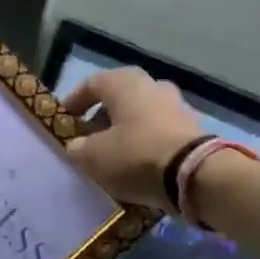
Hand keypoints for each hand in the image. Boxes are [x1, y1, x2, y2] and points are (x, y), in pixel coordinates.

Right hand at [62, 67, 204, 210]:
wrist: (195, 175)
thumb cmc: (135, 155)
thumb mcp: (92, 156)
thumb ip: (78, 148)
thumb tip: (78, 146)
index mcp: (124, 83)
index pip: (91, 84)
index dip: (74, 102)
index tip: (64, 120)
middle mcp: (152, 86)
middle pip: (119, 99)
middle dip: (101, 118)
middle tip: (88, 139)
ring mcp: (176, 106)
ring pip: (141, 116)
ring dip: (125, 132)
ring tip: (112, 156)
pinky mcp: (192, 130)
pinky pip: (159, 133)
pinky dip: (145, 144)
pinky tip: (136, 165)